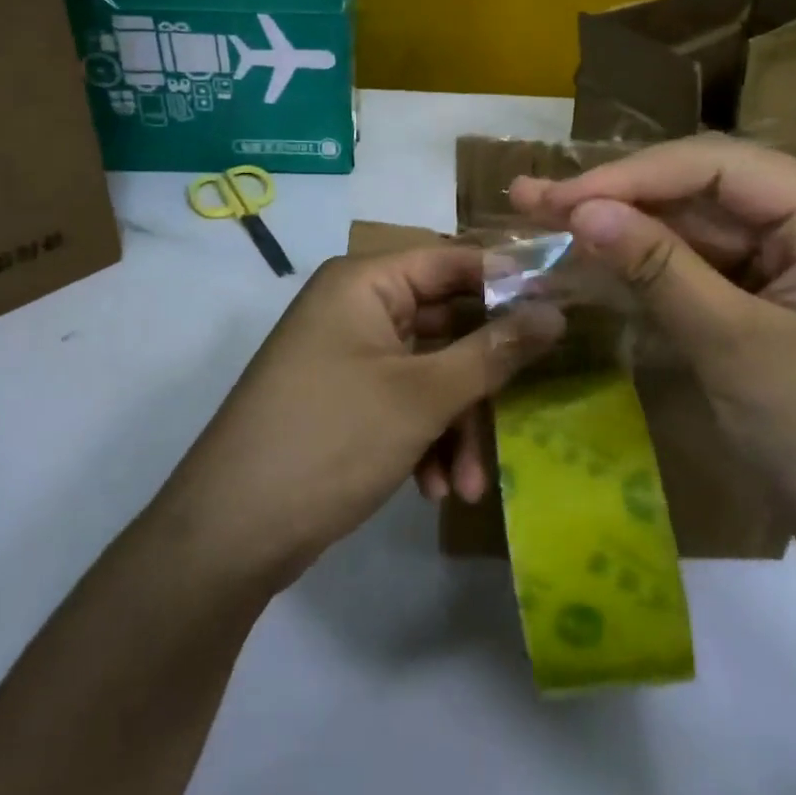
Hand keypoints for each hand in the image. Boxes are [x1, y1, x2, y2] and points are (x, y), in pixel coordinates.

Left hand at [156, 248, 559, 591]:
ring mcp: (349, 356)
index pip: (454, 260)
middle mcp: (356, 308)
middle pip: (447, 323)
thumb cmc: (331, 440)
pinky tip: (436, 489)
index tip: (563, 312)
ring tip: (470, 484)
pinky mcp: (346, 400)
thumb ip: (494, 350)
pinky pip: (405, 403)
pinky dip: (427, 440)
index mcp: (365, 282)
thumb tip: (557, 312)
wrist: (231, 534)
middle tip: (528, 407)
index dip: (510, 284)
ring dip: (457, 425)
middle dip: (483, 379)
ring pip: (431, 372)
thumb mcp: (422, 396)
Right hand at [511, 135, 795, 588]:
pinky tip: (605, 272)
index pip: (716, 167)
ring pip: (705, 239)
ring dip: (633, 239)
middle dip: (621, 202)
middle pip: (708, 196)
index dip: (627, 176)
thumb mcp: (738, 348)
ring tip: (552, 231)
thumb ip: (658, 269)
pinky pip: (716, 280)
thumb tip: (581, 210)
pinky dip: (661, 279)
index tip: (553, 198)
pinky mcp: (789, 316)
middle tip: (534, 203)